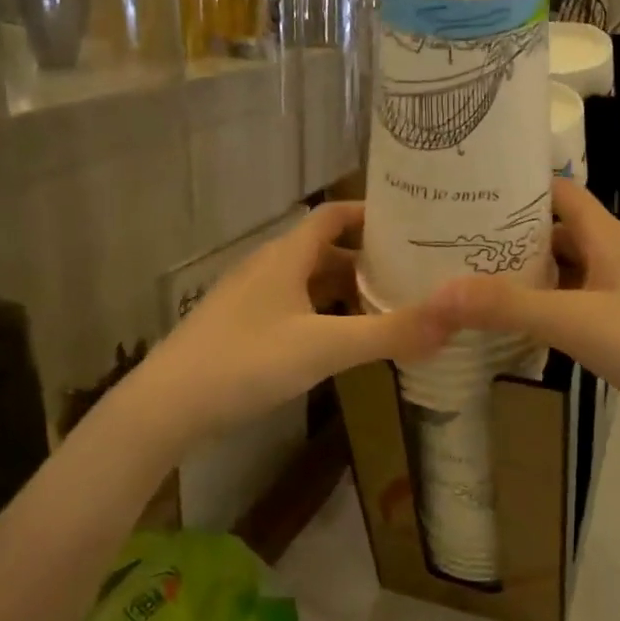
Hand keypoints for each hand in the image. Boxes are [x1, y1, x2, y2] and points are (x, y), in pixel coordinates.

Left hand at [105, 202, 452, 450]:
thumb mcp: (323, 347)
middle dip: (367, 261)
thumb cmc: (245, 361)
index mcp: (286, 256)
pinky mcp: (242, 329)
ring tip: (387, 309)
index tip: (410, 224)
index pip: (332, 215)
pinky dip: (324, 317)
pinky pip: (294, 309)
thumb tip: (453, 321)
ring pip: (309, 283)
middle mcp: (268, 268)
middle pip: (325, 251)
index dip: (369, 214)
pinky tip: (341, 342)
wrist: (166, 406)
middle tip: (412, 275)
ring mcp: (251, 299)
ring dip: (346, 292)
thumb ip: (388, 334)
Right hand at [427, 178, 619, 441]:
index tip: (468, 193)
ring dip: (526, 274)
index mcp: (607, 236)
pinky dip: (545, 307)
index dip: (516, 187)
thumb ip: (508, 306)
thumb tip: (436, 294)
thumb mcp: (575, 321)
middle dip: (509, 235)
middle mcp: (613, 255)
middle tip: (455, 242)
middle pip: (554, 231)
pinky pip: (575, 303)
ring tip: (472, 279)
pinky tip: (515, 324)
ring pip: (564, 270)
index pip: (557, 191)